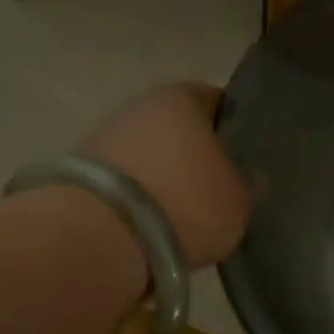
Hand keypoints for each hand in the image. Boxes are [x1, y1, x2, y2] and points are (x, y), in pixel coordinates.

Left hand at [81, 84, 249, 268]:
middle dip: (198, 155)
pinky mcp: (84, 173)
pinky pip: (129, 182)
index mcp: (183, 98)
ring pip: (152, 154)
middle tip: (221, 187)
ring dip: (168, 177)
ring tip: (189, 213)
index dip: (237, 128)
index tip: (249, 155)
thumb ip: (247, 185)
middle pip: (180, 129)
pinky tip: (158, 224)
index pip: (218, 103)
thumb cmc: (187, 204)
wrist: (106, 235)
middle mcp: (141, 105)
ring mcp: (107, 137)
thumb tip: (248, 179)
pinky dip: (143, 199)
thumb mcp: (239, 202)